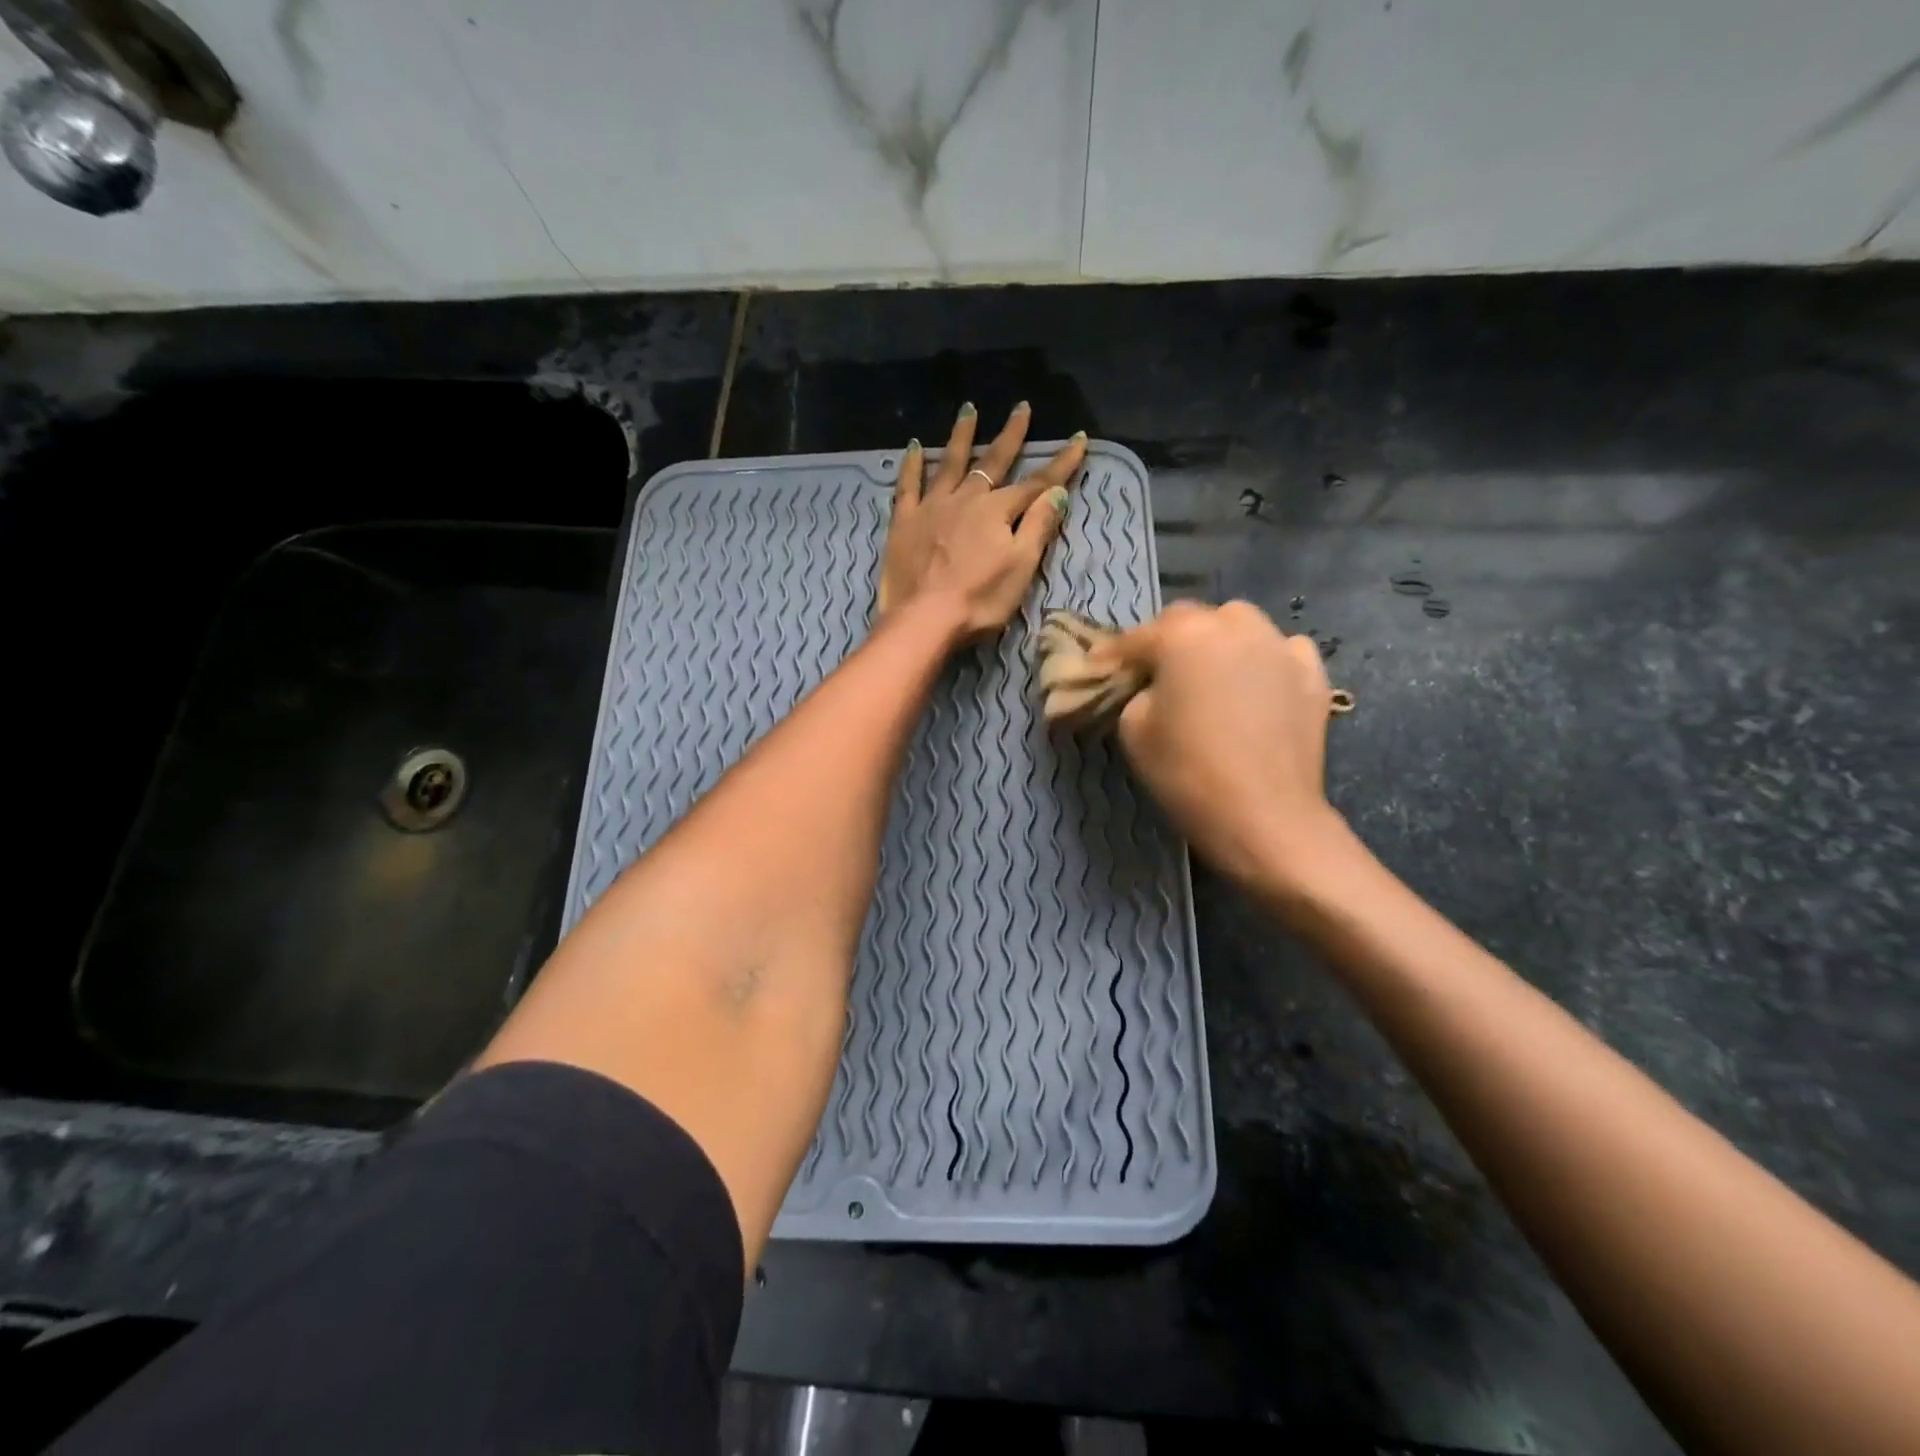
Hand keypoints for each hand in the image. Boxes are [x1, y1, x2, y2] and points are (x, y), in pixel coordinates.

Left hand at [877, 401, 1086, 640]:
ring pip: (950, 463)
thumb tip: (1058, 492)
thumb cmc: (979, 600)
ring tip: (969, 410)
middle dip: (1011, 435)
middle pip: (993, 462)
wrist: (924, 619)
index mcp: (998, 512)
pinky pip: (908, 485)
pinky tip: (915, 446)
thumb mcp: (1021, 568)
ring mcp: (932, 507)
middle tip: (1021, 407)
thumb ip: (1038, 527)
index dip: (1061, 464)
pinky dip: (912, 464)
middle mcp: (966, 499)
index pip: (1036, 484)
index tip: (1079, 439)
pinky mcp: (904, 522)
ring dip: (962, 436)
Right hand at [1105, 601, 1344, 889]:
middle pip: (1190, 619)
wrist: (1265, 817)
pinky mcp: (1312, 674)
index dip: (1113, 654)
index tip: (1098, 668)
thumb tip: (1149, 685)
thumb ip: (1134, 692)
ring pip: (1239, 625)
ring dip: (1217, 641)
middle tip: (1154, 672)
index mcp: (1184, 636)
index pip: (1137, 637)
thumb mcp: (1134, 730)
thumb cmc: (1188, 773)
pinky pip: (1280, 651)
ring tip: (1208, 672)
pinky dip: (1264, 659)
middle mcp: (1234, 626)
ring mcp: (1279, 646)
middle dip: (1166, 641)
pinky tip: (1257, 685)